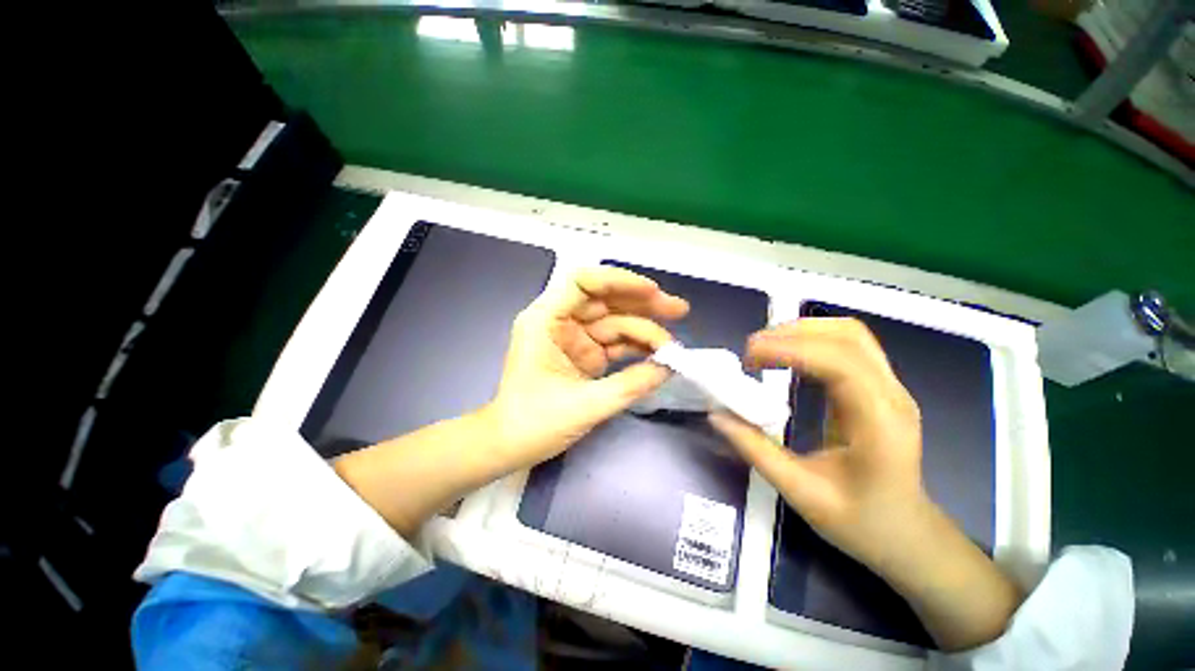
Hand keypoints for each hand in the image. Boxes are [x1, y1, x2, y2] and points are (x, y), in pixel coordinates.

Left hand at [485, 267, 689, 470]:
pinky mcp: (585, 354)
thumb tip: (669, 368)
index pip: (582, 283)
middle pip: (605, 299)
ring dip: (645, 329)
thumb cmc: (533, 424)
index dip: (618, 281)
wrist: (509, 446)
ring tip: (674, 344)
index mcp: (545, 320)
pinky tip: (659, 355)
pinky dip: (637, 348)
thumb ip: (629, 385)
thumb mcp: (583, 405)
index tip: (652, 291)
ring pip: (614, 321)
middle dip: (642, 303)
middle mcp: (559, 321)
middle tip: (679, 310)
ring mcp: (574, 337)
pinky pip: (615, 343)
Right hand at [710, 318, 1021, 649]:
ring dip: (801, 331)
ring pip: (848, 333)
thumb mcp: (801, 493)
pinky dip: (811, 339)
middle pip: (845, 336)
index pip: (838, 362)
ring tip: (764, 349)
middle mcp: (891, 394)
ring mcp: (890, 386)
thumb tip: (716, 415)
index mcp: (879, 422)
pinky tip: (787, 355)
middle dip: (790, 334)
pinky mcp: (879, 386)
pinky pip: (847, 345)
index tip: (747, 359)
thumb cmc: (861, 522)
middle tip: (749, 353)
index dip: (789, 350)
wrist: (907, 536)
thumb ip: (755, 450)